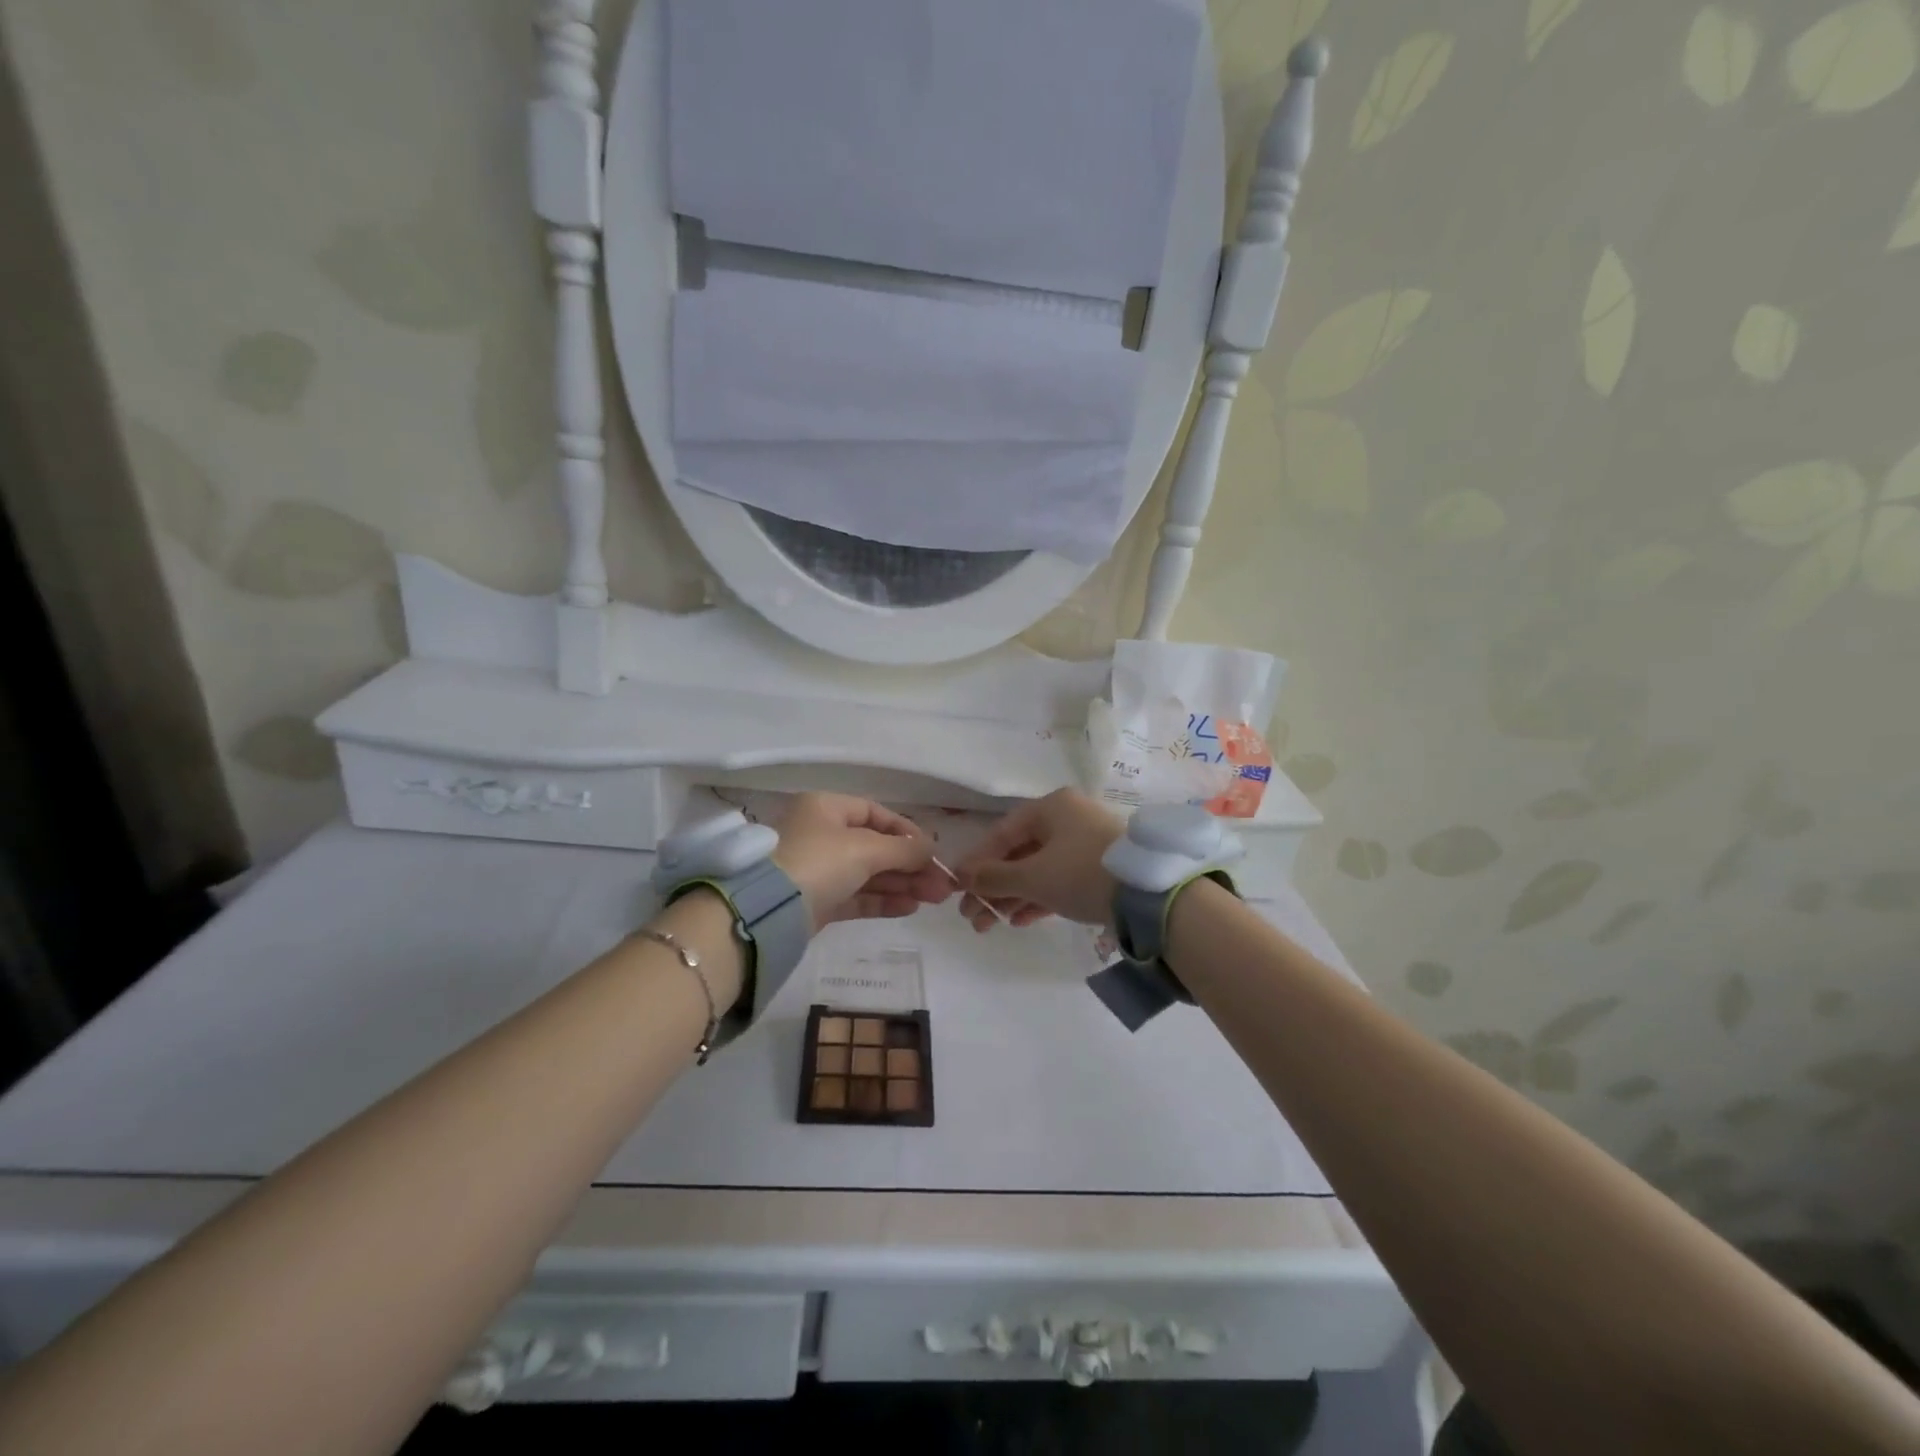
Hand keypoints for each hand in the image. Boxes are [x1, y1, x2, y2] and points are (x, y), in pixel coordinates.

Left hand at [771, 793, 951, 931]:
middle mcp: (820, 834)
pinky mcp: (817, 901)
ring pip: (868, 873)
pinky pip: (856, 896)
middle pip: (875, 846)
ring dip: (902, 884)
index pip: (875, 813)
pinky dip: (883, 900)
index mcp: (825, 808)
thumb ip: (904, 849)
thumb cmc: (819, 861)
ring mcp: (817, 870)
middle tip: (941, 885)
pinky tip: (910, 907)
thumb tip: (932, 848)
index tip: (932, 850)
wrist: (768, 911)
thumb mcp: (866, 849)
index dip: (906, 831)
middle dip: (910, 865)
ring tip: (934, 898)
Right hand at [953, 788, 1123, 931]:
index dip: (976, 862)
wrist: (1149, 894)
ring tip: (988, 925)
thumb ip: (994, 877)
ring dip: (1011, 897)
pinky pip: (1058, 881)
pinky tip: (1018, 921)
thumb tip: (962, 877)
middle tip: (971, 916)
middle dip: (992, 887)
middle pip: (1018, 853)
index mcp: (1051, 807)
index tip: (956, 888)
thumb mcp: (1033, 876)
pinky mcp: (1098, 870)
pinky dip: (1037, 899)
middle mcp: (1067, 819)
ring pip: (1037, 870)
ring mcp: (1085, 845)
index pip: (1002, 833)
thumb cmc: (1082, 872)